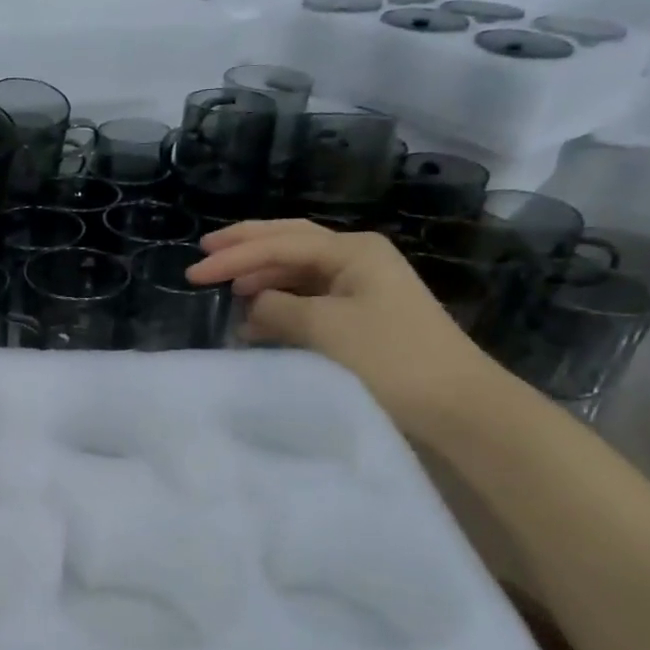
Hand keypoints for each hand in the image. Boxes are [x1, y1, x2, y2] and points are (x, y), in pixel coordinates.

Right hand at [189, 220, 510, 438]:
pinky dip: (279, 303)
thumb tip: (252, 306)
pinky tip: (258, 319)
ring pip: (298, 271)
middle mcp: (357, 259)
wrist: (456, 407)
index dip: (233, 258)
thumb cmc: (389, 359)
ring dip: (262, 276)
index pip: (279, 244)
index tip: (193, 275)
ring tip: (226, 289)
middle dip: (246, 247)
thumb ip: (277, 309)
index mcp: (352, 251)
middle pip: (290, 242)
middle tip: (205, 253)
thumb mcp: (324, 329)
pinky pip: (308, 298)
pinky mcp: (362, 317)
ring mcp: (362, 287)